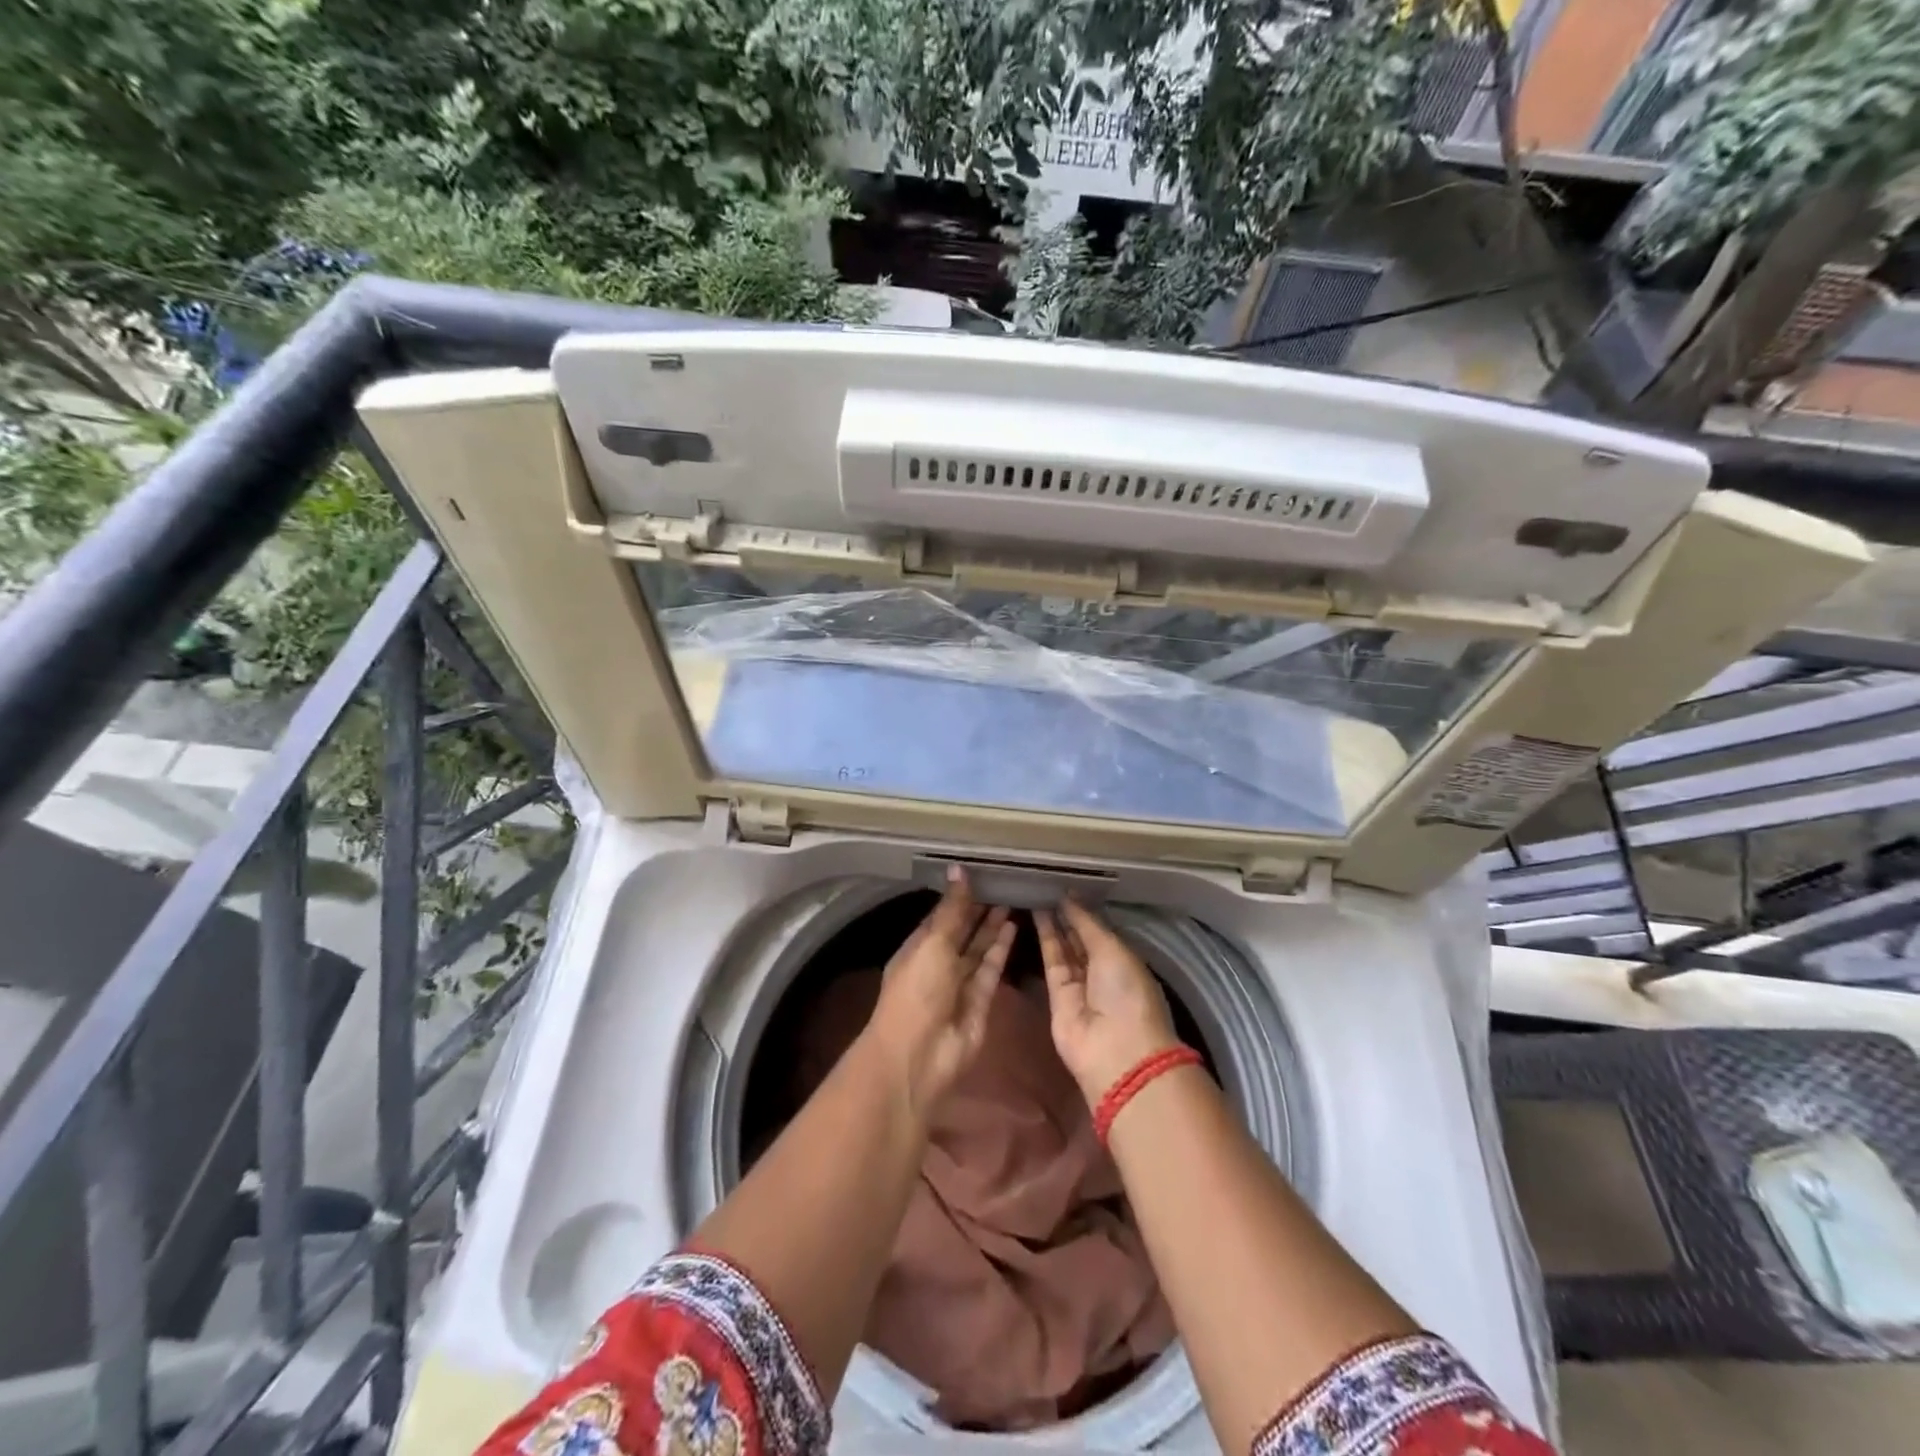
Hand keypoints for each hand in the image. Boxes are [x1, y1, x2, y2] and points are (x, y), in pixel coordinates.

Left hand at [862, 867, 1014, 1124]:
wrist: (920, 1055)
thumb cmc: (918, 990)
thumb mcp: (933, 943)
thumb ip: (953, 909)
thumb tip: (959, 869)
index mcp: (918, 947)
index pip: (941, 915)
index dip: (959, 896)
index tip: (980, 873)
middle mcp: (938, 963)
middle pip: (961, 931)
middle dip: (978, 910)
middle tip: (1002, 882)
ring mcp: (959, 984)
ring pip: (978, 949)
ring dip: (992, 927)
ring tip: (1011, 898)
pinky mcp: (981, 1001)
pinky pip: (991, 969)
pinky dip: (1001, 949)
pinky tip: (1013, 926)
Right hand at [1036, 899, 1181, 1105]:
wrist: (1115, 1050)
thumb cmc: (1126, 993)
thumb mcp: (1113, 950)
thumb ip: (1087, 923)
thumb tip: (1070, 897)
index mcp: (1126, 961)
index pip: (1102, 930)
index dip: (1085, 909)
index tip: (1067, 885)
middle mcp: (1103, 971)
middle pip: (1081, 938)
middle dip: (1067, 914)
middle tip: (1047, 884)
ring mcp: (1079, 984)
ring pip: (1064, 946)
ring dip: (1053, 921)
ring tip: (1038, 891)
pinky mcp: (1056, 995)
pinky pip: (1051, 960)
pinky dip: (1045, 937)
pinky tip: (1036, 913)